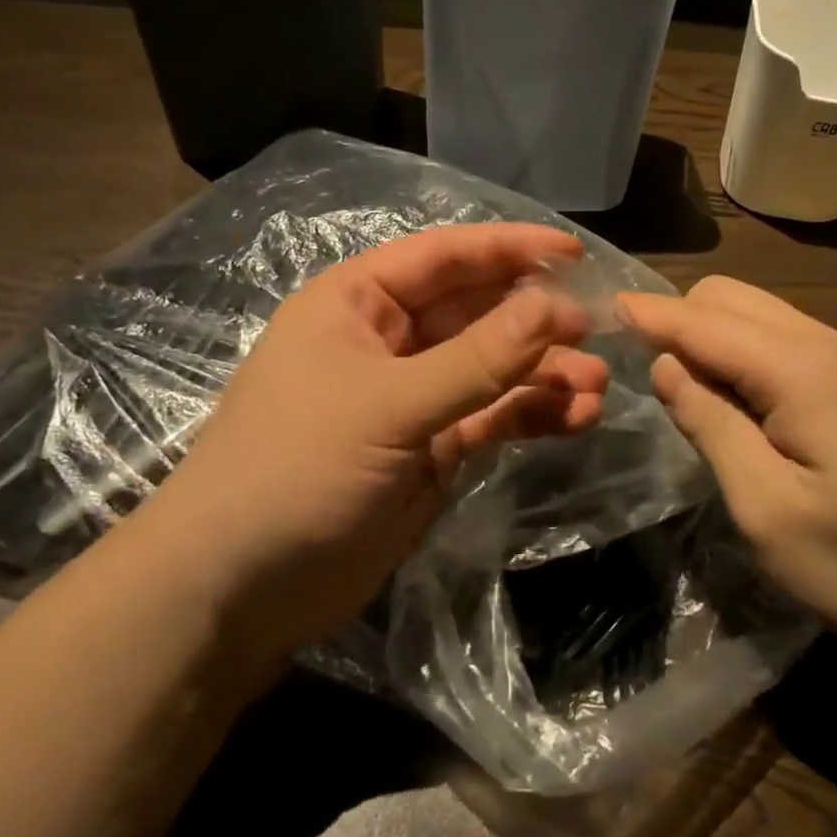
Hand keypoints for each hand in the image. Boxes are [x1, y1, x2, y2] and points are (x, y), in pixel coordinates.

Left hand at [134, 223, 609, 672]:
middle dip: (536, 320)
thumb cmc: (296, 470)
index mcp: (358, 303)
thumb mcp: (388, 406)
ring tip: (595, 388)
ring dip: (542, 373)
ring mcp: (412, 399)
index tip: (576, 253)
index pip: (445, 257)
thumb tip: (554, 306)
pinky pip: (491, 418)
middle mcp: (388, 341)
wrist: (238, 588)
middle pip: (477, 312)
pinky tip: (574, 418)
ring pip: (492, 370)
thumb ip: (476, 359)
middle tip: (598, 331)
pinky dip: (530, 415)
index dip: (510, 249)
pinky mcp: (431, 451)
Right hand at [619, 276, 836, 665]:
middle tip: (634, 367)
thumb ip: (710, 425)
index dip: (647, 314)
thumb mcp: (767, 507)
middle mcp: (821, 343)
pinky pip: (775, 338)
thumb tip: (666, 366)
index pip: (701, 321)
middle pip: (726, 298)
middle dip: (675, 319)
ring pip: (752, 312)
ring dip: (705, 333)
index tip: (596, 308)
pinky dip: (735, 351)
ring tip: (674, 385)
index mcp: (798, 368)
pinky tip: (727, 397)